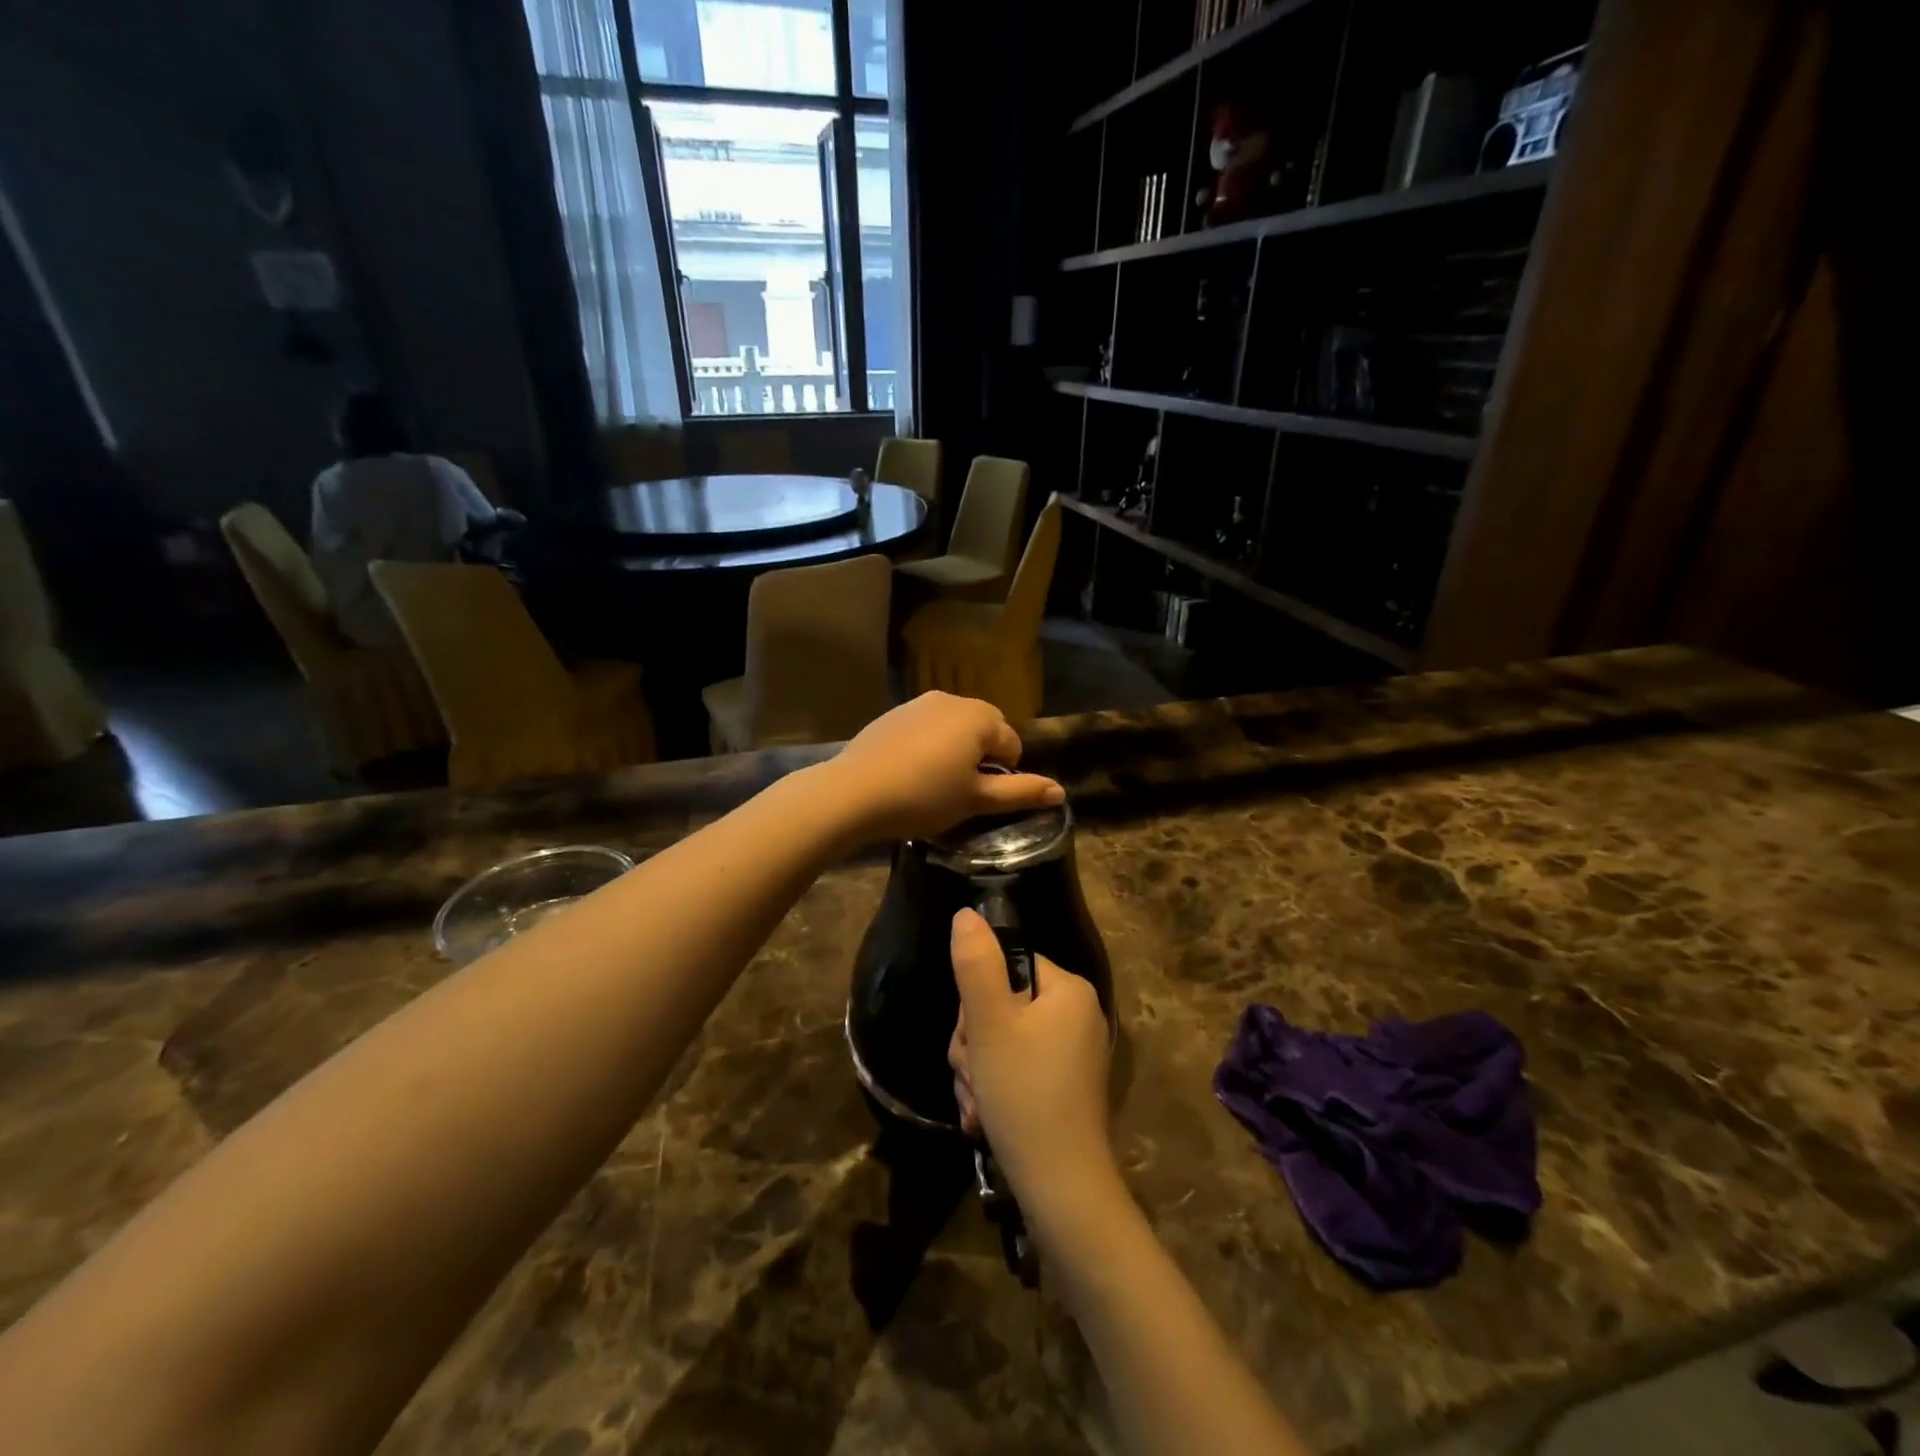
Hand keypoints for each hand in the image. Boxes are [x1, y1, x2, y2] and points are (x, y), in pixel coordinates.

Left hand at [828, 693, 1062, 844]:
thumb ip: (1020, 792)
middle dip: (980, 756)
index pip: (1011, 744)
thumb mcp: (977, 799)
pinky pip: (925, 728)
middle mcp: (953, 699)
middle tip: (961, 791)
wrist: (855, 791)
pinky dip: (927, 746)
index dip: (1004, 774)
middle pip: (983, 729)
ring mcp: (919, 703)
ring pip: (953, 727)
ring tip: (935, 783)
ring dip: (954, 750)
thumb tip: (1061, 792)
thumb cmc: (925, 796)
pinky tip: (909, 772)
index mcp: (980, 717)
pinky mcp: (893, 713)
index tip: (981, 798)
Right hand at [947, 909, 1120, 1233]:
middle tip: (973, 1074)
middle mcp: (1076, 1016)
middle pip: (1001, 1005)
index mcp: (1068, 990)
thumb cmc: (1024, 1094)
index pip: (1007, 967)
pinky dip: (993, 1090)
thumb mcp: (990, 1024)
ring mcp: (1071, 1055)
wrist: (1061, 1189)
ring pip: (1001, 1042)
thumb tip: (966, 914)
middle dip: (974, 1043)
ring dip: (977, 1071)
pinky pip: (1016, 1070)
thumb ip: (974, 964)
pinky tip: (982, 1118)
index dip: (978, 999)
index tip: (973, 1035)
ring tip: (977, 1104)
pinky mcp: (1062, 1088)